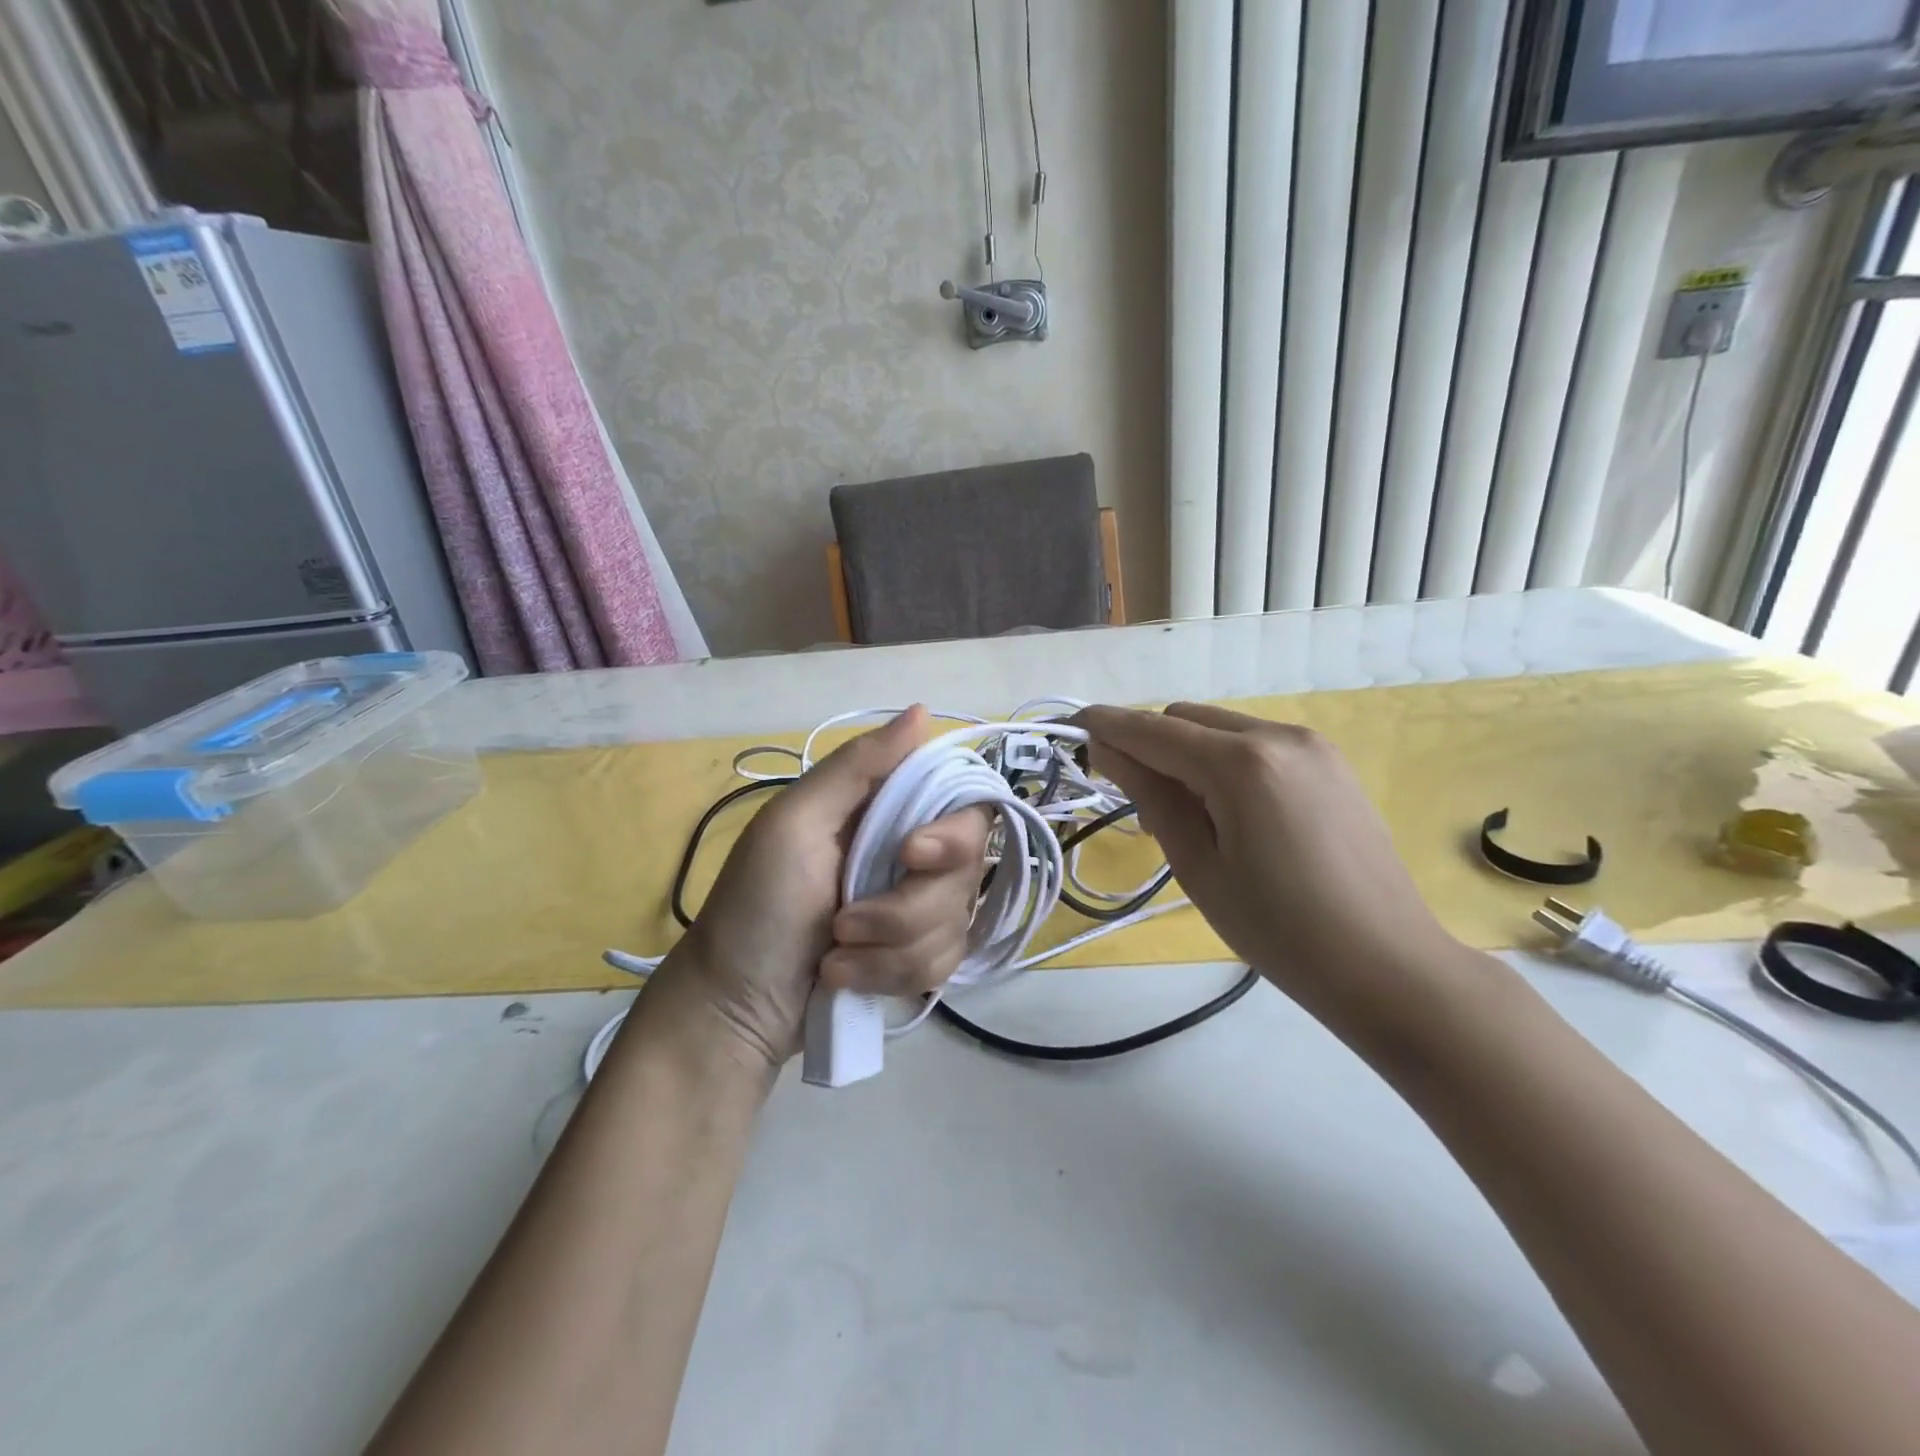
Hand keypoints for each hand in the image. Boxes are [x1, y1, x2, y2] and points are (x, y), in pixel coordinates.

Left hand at [648, 706, 988, 1070]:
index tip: (912, 854)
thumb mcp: (795, 823)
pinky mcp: (914, 960)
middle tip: (844, 921)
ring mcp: (916, 910)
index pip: (963, 803)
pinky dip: (890, 976)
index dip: (953, 834)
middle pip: (966, 871)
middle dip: (906, 908)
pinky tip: (845, 978)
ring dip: (889, 948)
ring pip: (955, 923)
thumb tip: (922, 710)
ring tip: (834, 954)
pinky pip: (942, 965)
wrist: (734, 1008)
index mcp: (883, 811)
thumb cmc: (756, 905)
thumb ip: (858, 765)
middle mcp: (910, 854)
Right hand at [1076, 702, 1470, 1041]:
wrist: (1388, 965)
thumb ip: (1149, 796)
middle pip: (1186, 717)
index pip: (1153, 729)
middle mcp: (1279, 735)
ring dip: (1188, 753)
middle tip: (1137, 800)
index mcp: (1241, 763)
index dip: (1107, 725)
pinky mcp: (1331, 763)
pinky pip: (1256, 743)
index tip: (1071, 727)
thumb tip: (1106, 749)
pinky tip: (1234, 813)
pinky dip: (1226, 761)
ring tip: (1191, 816)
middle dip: (1149, 743)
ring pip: (1221, 727)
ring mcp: (1312, 745)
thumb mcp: (1197, 865)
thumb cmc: (1278, 930)